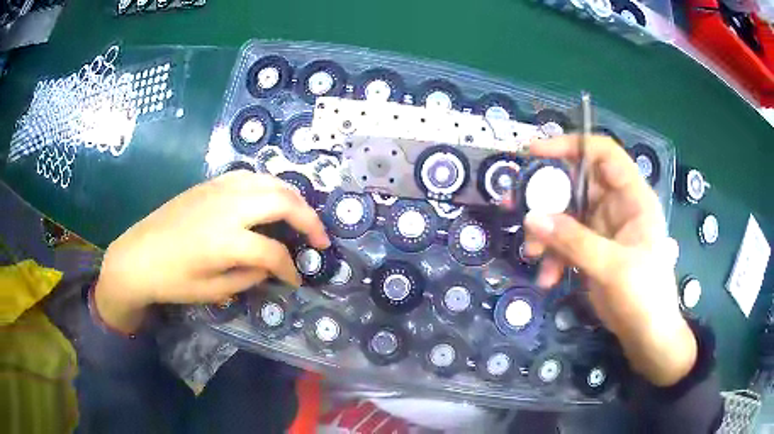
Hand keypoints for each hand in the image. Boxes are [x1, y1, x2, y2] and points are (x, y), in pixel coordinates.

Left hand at [94, 171, 329, 332]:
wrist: (136, 256)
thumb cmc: (171, 280)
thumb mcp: (213, 290)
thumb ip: (249, 277)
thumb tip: (271, 267)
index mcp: (226, 241)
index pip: (274, 252)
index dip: (291, 269)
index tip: (296, 280)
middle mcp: (228, 207)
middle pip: (283, 201)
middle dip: (309, 220)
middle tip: (320, 239)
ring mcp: (218, 189)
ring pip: (270, 181)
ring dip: (293, 198)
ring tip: (301, 217)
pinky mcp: (210, 183)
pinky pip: (250, 176)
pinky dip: (270, 186)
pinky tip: (270, 200)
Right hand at [522, 136, 695, 386]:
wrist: (647, 335)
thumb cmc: (644, 295)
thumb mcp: (612, 266)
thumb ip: (574, 241)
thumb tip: (532, 217)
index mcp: (632, 197)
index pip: (603, 153)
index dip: (571, 145)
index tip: (535, 153)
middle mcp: (616, 206)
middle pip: (577, 183)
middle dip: (547, 194)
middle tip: (516, 204)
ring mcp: (603, 229)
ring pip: (566, 214)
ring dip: (546, 232)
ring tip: (533, 254)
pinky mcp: (592, 251)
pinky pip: (565, 242)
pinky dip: (553, 256)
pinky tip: (548, 278)